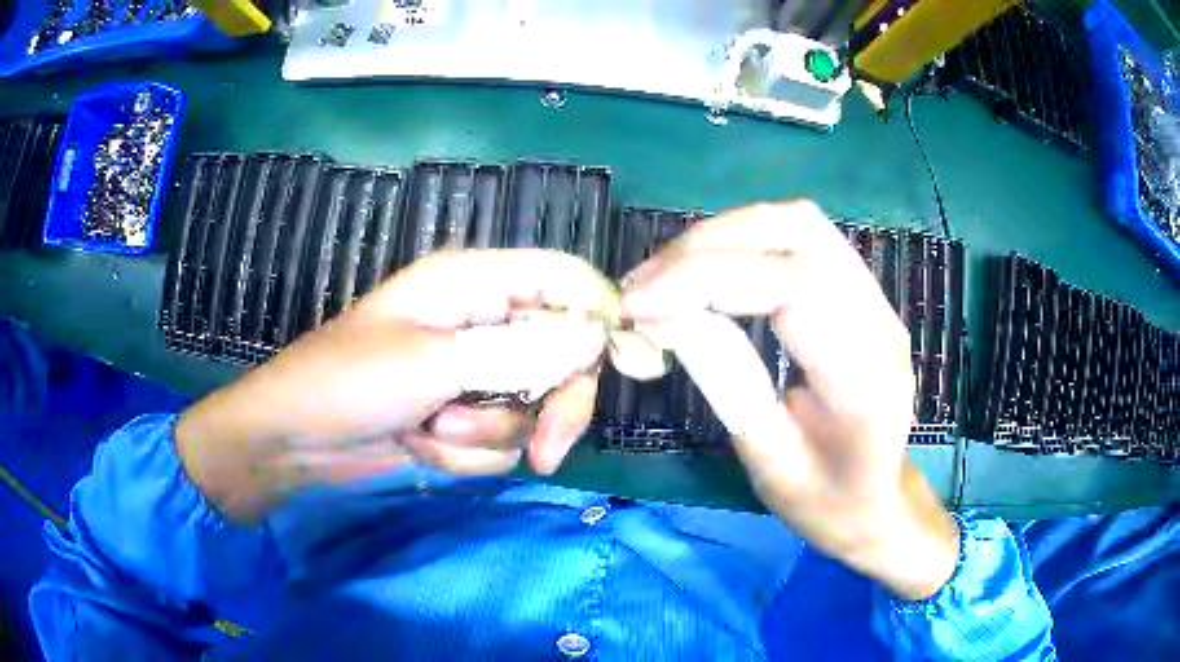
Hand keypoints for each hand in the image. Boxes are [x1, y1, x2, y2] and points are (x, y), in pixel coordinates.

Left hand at [177, 250, 615, 522]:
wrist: (296, 442)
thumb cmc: (348, 382)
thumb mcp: (432, 363)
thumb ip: (517, 350)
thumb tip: (594, 335)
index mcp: (473, 283)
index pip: (562, 279)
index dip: (597, 314)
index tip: (618, 363)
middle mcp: (481, 322)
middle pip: (561, 354)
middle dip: (552, 406)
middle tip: (547, 452)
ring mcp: (472, 373)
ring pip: (529, 407)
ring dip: (483, 431)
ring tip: (430, 428)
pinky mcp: (461, 415)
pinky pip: (499, 440)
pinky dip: (464, 452)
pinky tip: (420, 444)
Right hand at [622, 202, 959, 600]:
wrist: (882, 503)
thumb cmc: (828, 503)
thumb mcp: (768, 463)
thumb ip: (726, 382)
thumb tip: (665, 314)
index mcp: (865, 379)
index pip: (791, 286)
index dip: (705, 278)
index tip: (638, 303)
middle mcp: (880, 321)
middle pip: (798, 231)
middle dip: (708, 244)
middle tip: (644, 284)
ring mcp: (877, 299)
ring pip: (799, 222)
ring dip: (723, 235)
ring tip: (665, 274)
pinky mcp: (861, 292)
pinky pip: (801, 239)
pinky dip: (744, 241)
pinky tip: (706, 270)